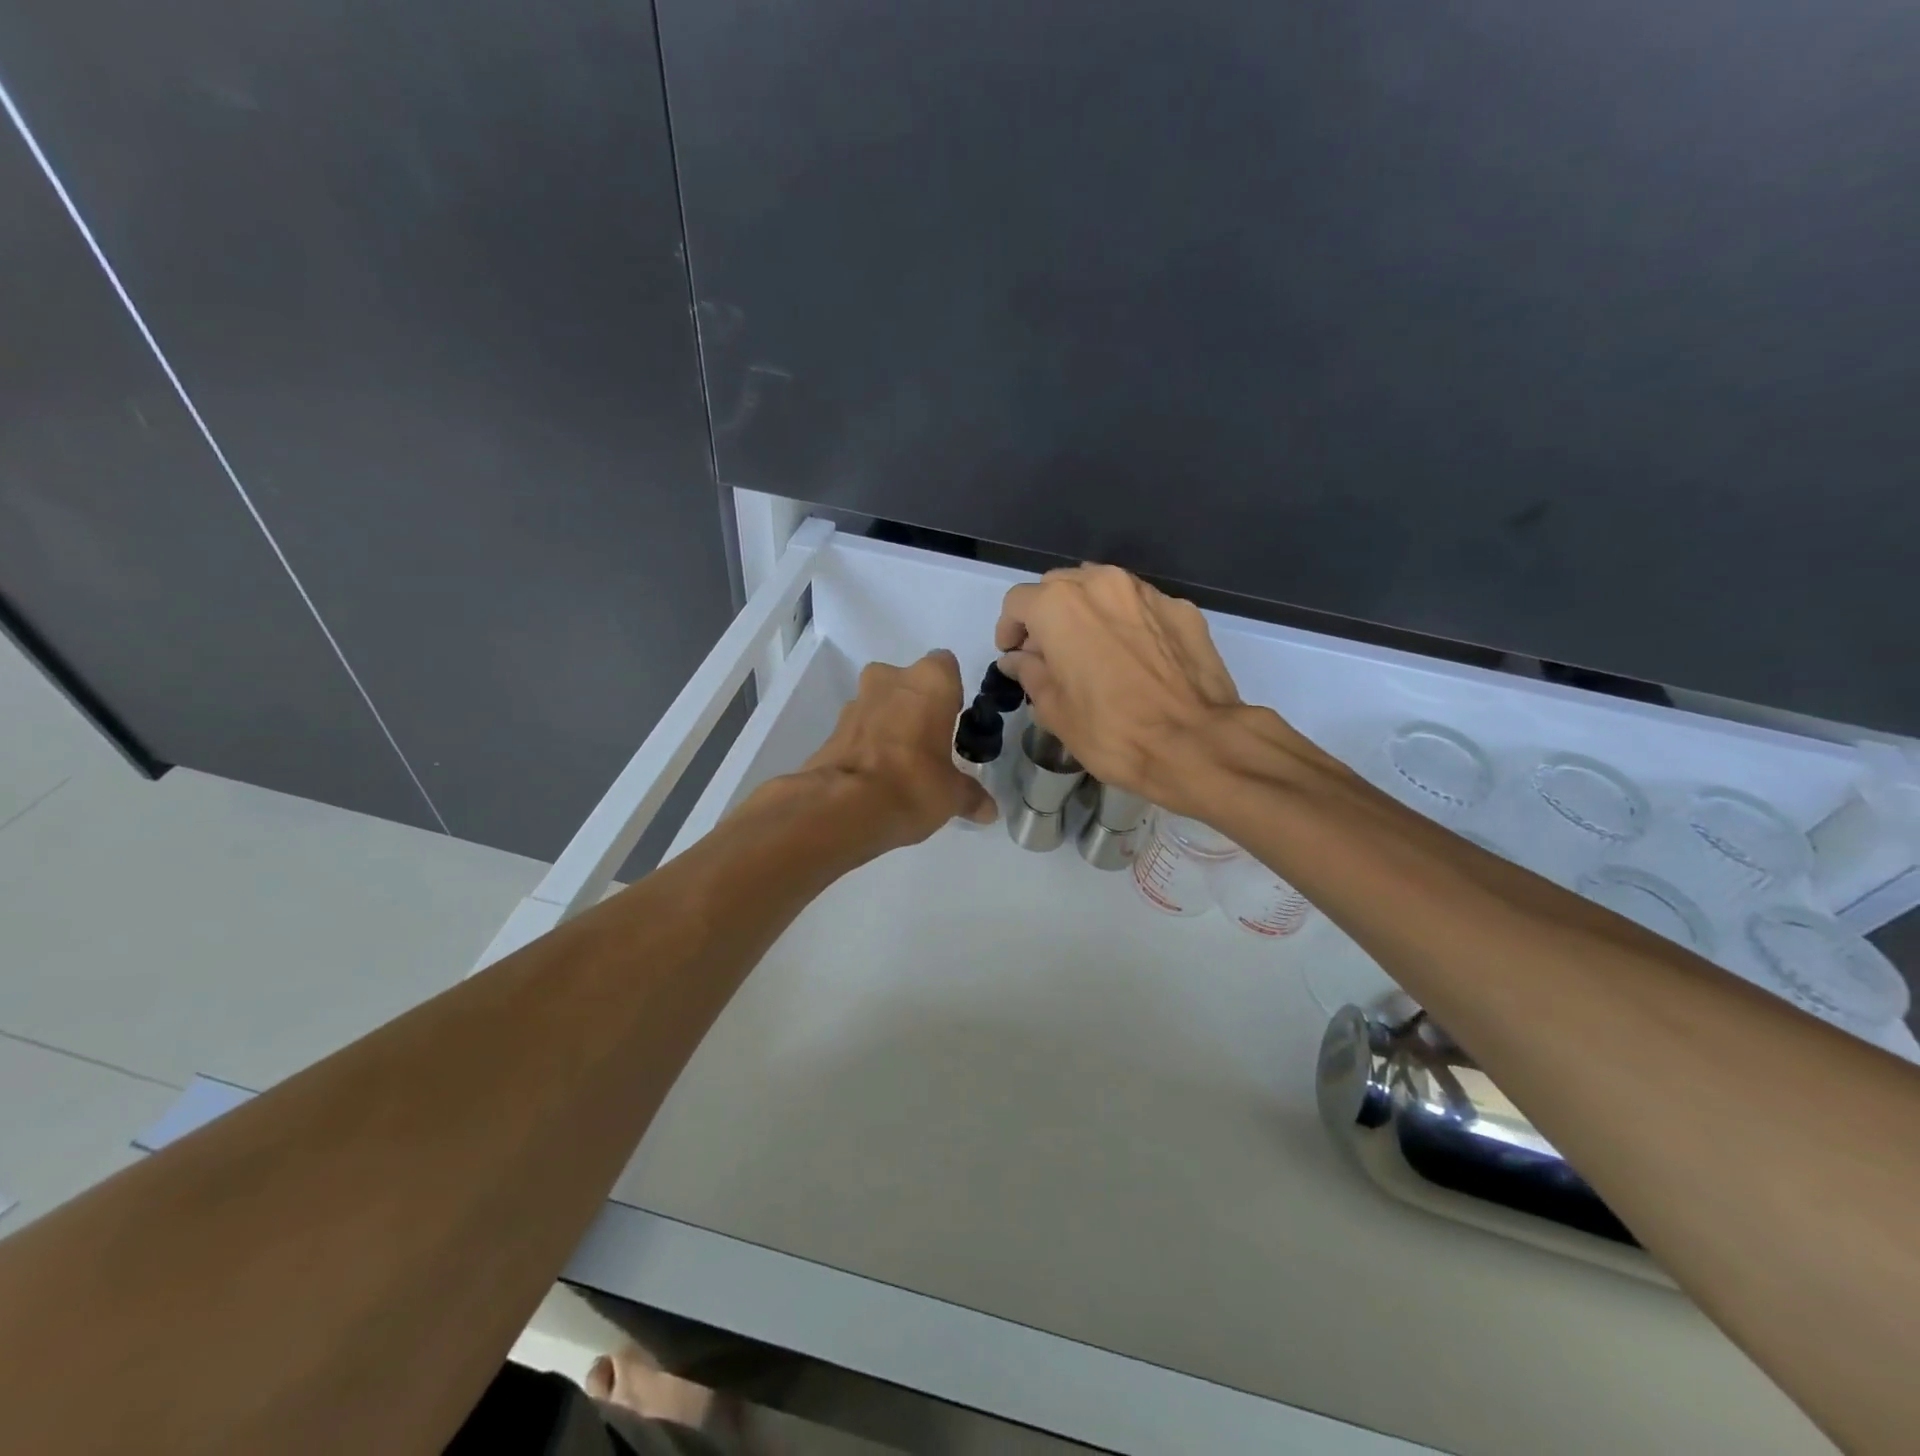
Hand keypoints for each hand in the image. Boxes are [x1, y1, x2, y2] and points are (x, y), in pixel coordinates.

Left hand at [799, 649, 995, 848]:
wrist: (844, 806)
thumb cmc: (914, 784)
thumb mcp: (952, 795)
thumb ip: (971, 796)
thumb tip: (989, 811)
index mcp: (930, 681)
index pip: (946, 666)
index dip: (950, 692)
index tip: (953, 721)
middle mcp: (890, 679)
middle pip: (908, 682)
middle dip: (916, 706)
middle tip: (928, 742)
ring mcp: (856, 700)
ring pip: (880, 703)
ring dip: (889, 723)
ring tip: (900, 763)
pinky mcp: (832, 727)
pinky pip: (859, 728)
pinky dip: (868, 743)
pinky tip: (876, 776)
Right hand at [995, 565, 1250, 815]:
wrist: (1195, 742)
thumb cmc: (1111, 731)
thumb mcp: (1054, 710)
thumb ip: (1029, 673)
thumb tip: (1017, 658)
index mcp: (1060, 605)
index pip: (1017, 602)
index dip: (1009, 629)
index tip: (1014, 655)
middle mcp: (1102, 583)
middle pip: (1059, 586)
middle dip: (1047, 615)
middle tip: (1050, 655)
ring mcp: (1146, 592)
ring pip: (1102, 589)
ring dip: (1087, 613)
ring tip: (1092, 652)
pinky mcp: (1182, 608)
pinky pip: (1140, 607)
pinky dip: (1126, 623)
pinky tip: (1134, 659)